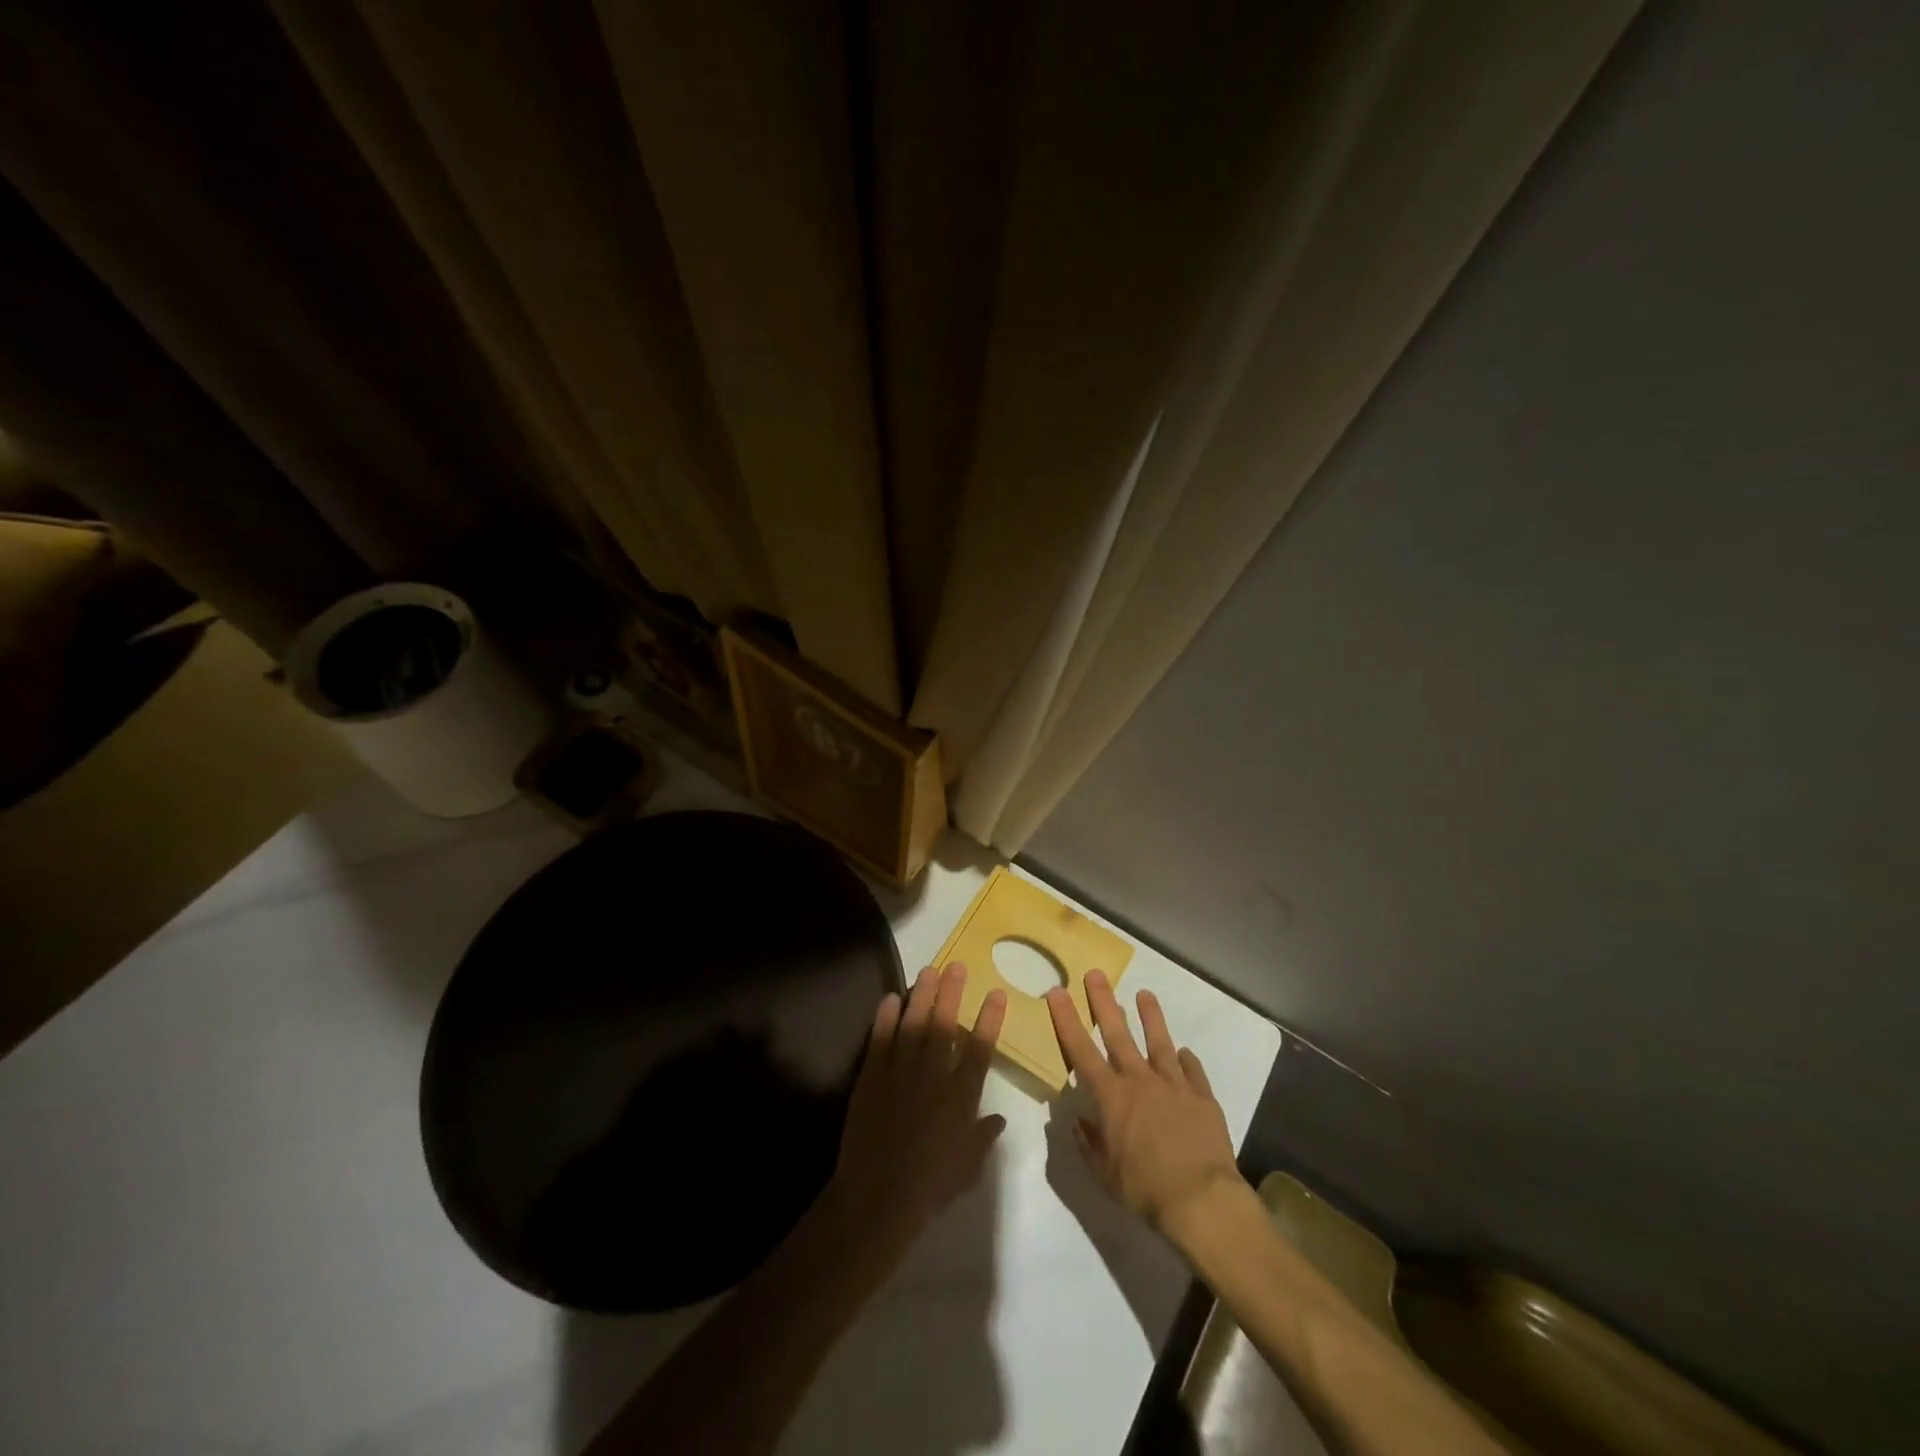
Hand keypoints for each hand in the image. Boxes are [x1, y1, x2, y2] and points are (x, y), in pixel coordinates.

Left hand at [821, 962, 1007, 1269]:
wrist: (877, 1198)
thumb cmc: (930, 1186)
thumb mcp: (968, 1167)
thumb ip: (984, 1137)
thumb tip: (999, 1118)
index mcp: (960, 1097)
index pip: (980, 1049)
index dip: (989, 1019)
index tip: (996, 993)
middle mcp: (933, 1077)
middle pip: (944, 1026)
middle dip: (952, 993)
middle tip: (957, 966)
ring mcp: (900, 1073)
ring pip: (913, 1025)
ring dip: (921, 996)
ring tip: (928, 970)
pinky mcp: (872, 1078)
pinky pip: (880, 1040)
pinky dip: (885, 1017)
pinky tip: (890, 997)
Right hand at [1046, 971, 1242, 1238]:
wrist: (1201, 1199)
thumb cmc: (1144, 1189)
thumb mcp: (1104, 1174)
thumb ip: (1089, 1144)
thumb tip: (1078, 1121)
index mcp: (1111, 1097)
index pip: (1081, 1050)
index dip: (1067, 1019)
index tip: (1057, 991)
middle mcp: (1140, 1081)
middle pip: (1118, 1033)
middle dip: (1104, 1002)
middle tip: (1096, 974)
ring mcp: (1174, 1085)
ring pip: (1160, 1042)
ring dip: (1151, 1017)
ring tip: (1145, 994)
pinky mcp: (1202, 1097)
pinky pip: (1193, 1072)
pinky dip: (1187, 1061)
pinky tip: (1184, 1052)